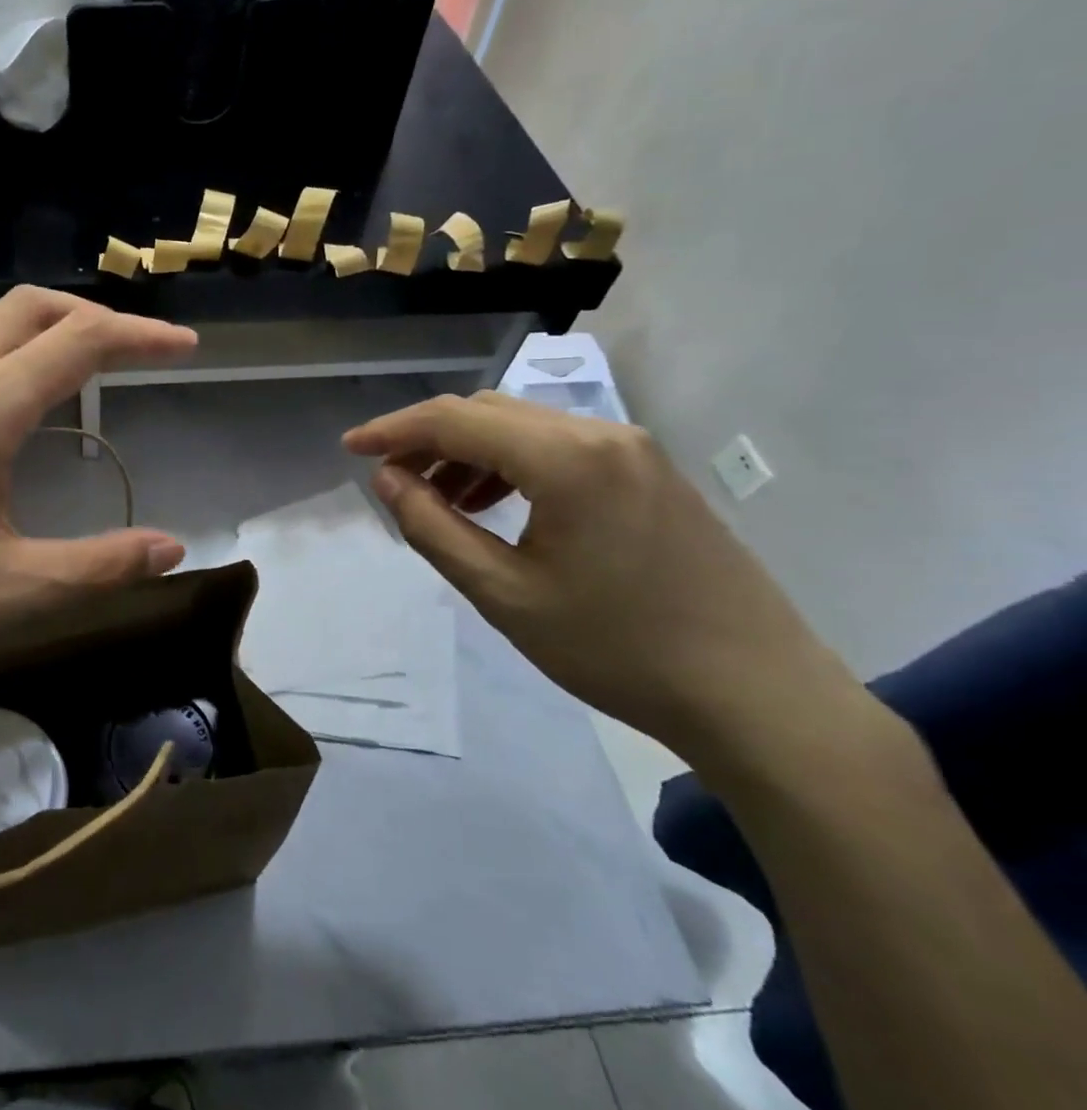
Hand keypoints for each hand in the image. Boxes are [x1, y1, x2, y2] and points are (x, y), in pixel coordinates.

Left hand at [0, 288, 196, 707]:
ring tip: (69, 349)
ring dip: (36, 315)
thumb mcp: (9, 592)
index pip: (78, 344)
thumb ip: (99, 567)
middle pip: (28, 307)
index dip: (140, 337)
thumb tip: (172, 548)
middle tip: (136, 348)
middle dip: (93, 314)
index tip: (185, 346)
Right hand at [344, 391, 865, 767]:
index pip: (456, 419)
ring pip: (524, 427)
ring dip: (469, 451)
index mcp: (566, 458)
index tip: (350, 448)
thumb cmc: (617, 650)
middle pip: (488, 412)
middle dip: (428, 438)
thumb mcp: (504, 594)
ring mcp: (633, 450)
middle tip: (389, 479)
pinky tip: (496, 504)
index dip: (394, 430)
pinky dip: (511, 463)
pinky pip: (560, 447)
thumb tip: (388, 479)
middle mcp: (601, 434)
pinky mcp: (651, 473)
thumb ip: (433, 528)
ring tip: (437, 498)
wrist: (759, 697)